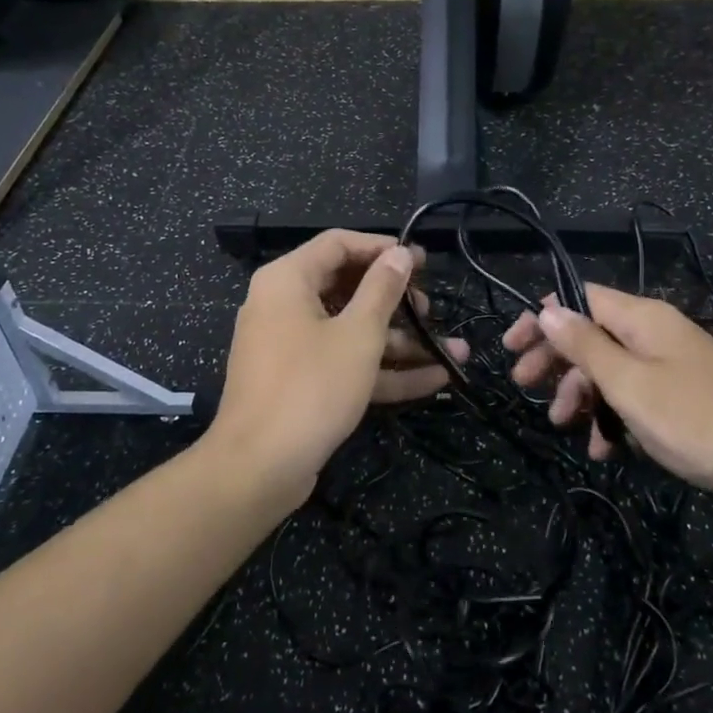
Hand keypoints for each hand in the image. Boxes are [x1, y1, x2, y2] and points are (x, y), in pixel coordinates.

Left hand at [210, 230, 467, 504]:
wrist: (258, 468)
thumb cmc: (311, 387)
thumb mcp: (358, 334)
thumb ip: (382, 289)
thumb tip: (399, 253)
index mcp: (287, 280)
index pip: (338, 244)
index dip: (381, 248)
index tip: (421, 262)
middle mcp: (283, 306)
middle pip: (347, 289)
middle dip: (396, 301)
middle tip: (431, 310)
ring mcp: (291, 347)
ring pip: (351, 332)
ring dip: (401, 342)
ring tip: (454, 351)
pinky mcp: (300, 383)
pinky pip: (344, 364)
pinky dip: (382, 370)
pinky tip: (434, 380)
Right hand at [503, 284, 712, 509]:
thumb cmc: (696, 420)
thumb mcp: (629, 384)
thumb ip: (584, 345)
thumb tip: (547, 308)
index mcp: (641, 318)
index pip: (579, 298)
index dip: (542, 318)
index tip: (511, 347)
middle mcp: (656, 332)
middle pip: (591, 333)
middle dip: (555, 360)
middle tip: (524, 387)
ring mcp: (673, 364)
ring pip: (611, 368)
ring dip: (582, 394)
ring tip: (563, 426)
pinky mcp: (686, 394)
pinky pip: (637, 393)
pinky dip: (615, 415)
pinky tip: (607, 449)